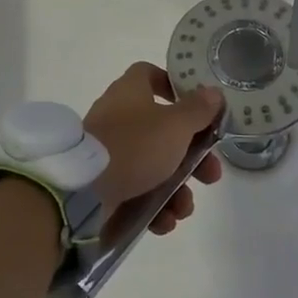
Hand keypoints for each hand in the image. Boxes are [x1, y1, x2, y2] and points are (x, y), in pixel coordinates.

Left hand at [83, 63, 224, 238]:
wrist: (84, 191)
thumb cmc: (135, 145)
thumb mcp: (175, 125)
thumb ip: (198, 110)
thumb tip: (214, 93)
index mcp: (131, 92)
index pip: (150, 75)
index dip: (174, 87)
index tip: (198, 108)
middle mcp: (119, 118)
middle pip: (163, 130)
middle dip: (192, 157)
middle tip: (210, 174)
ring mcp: (110, 152)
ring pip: (154, 167)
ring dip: (177, 189)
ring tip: (183, 208)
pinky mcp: (105, 184)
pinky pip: (137, 192)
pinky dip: (155, 207)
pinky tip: (164, 221)